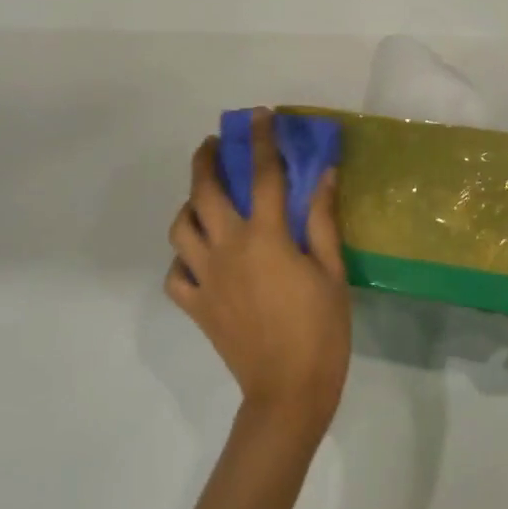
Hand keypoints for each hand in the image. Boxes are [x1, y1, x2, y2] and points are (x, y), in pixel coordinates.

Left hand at [167, 110, 350, 438]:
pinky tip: (199, 256)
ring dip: (189, 204)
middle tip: (214, 144)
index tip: (258, 116)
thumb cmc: (321, 329)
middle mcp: (227, 248)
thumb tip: (323, 175)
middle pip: (204, 191)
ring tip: (203, 198)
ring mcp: (205, 277)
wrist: (288, 392)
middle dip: (206, 159)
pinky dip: (182, 259)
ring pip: (180, 228)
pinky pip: (175, 274)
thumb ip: (321, 219)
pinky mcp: (195, 305)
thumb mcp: (332, 270)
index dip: (260, 140)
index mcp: (264, 237)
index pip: (262, 174)